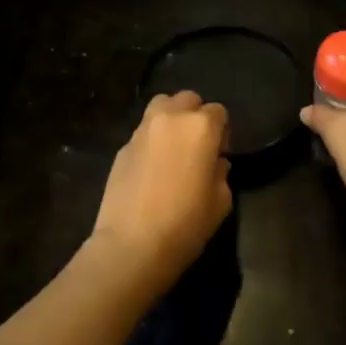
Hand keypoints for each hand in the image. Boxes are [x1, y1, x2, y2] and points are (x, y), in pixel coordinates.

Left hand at [90, 91, 233, 293]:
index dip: (223, 131)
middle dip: (196, 116)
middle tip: (197, 146)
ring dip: (171, 118)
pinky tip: (152, 168)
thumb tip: (215, 163)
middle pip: (188, 99)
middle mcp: (171, 118)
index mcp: (200, 127)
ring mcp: (143, 130)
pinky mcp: (122, 146)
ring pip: (161, 106)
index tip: (220, 154)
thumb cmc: (185, 224)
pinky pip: (143, 132)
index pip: (219, 112)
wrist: (131, 245)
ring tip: (173, 148)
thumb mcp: (220, 203)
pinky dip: (152, 140)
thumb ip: (221, 173)